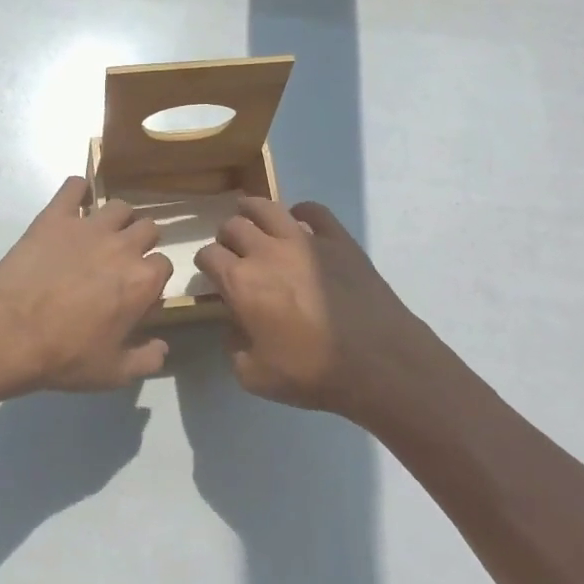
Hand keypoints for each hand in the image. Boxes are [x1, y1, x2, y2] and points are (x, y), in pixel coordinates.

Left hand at [0, 177, 173, 394]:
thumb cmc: (65, 356)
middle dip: (141, 241)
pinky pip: (74, 187)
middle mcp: (123, 246)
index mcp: (142, 280)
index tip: (137, 290)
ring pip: (119, 206)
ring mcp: (88, 226)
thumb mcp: (113, 372)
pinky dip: (78, 190)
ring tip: (102, 233)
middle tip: (121, 259)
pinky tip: (74, 203)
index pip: (164, 265)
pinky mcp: (55, 216)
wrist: (10, 333)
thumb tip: (163, 348)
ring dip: (117, 218)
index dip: (152, 278)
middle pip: (148, 228)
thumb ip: (146, 360)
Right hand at [193, 198, 465, 422]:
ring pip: (267, 208)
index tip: (211, 273)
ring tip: (252, 217)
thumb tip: (235, 325)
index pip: (208, 256)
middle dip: (226, 236)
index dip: (205, 263)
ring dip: (252, 210)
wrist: (377, 363)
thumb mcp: (253, 375)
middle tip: (233, 250)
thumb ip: (233, 345)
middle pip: (233, 226)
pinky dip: (301, 212)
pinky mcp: (338, 239)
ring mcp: (304, 240)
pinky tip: (299, 222)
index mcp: (240, 282)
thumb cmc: (311, 372)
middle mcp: (265, 252)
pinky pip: (314, 211)